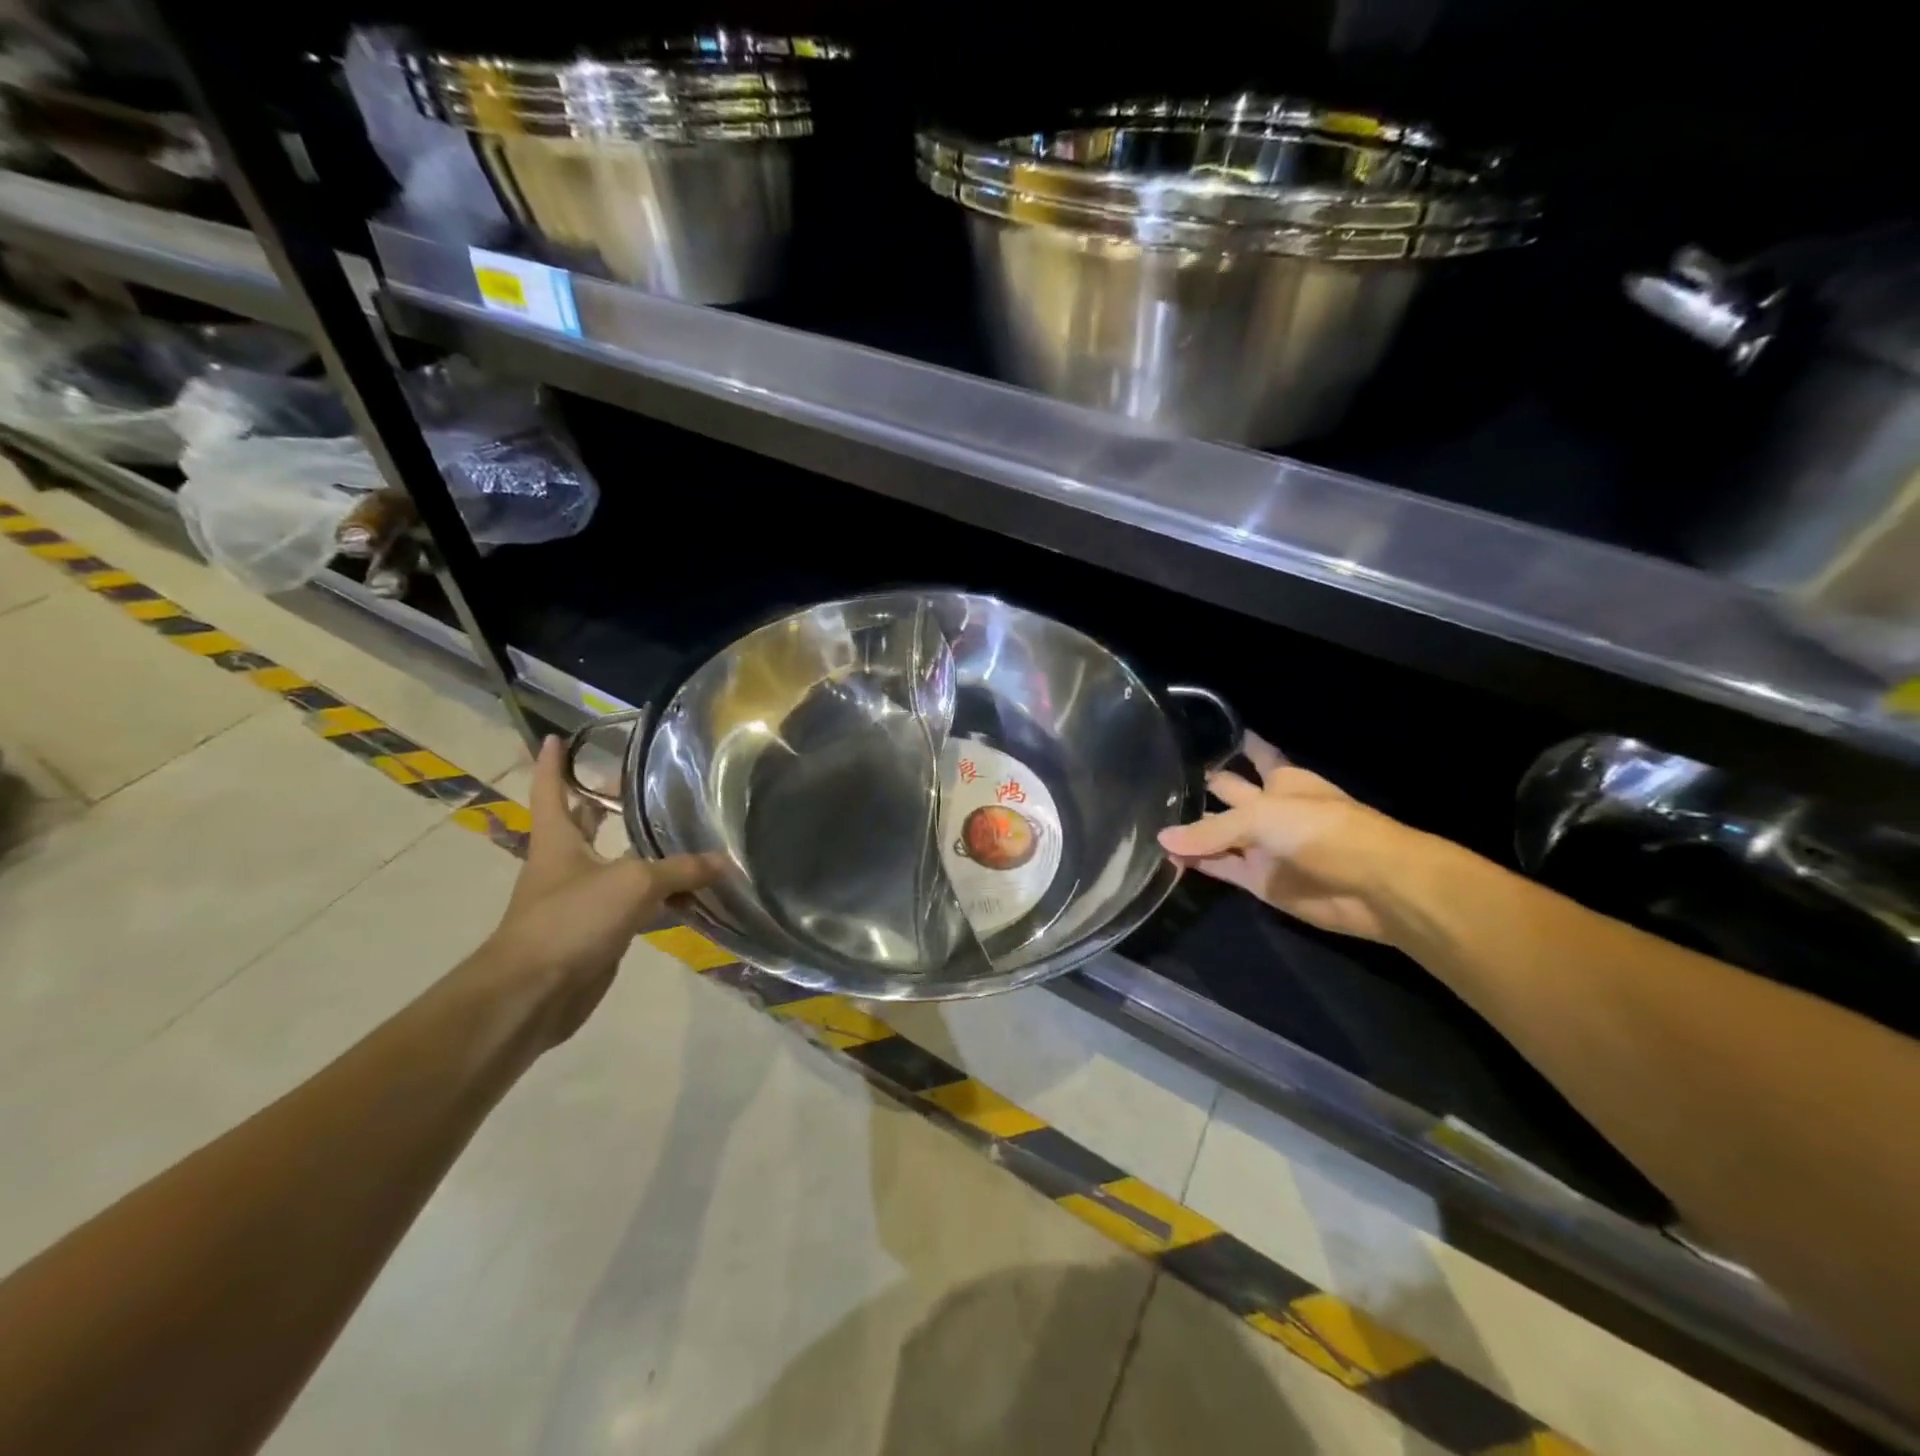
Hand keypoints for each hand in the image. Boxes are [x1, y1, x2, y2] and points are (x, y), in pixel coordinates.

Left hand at [479, 736, 719, 1048]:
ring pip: (614, 866)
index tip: (556, 736)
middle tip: (632, 783)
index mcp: (558, 841)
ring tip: (678, 831)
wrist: (534, 994)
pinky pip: (633, 904)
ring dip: (640, 852)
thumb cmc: (571, 921)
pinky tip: (688, 893)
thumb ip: (680, 869)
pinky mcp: (596, 933)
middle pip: (582, 826)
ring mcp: (579, 901)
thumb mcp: (632, 884)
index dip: (553, 764)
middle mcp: (565, 865)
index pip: (551, 791)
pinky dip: (658, 896)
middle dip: (600, 805)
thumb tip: (723, 861)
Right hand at [1157, 734, 1430, 944]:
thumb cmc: (1323, 830)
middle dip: (1200, 787)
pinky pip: (1221, 868)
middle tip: (1155, 780)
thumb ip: (1211, 831)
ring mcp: (1264, 846)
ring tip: (1148, 820)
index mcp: (1282, 780)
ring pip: (1219, 834)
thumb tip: (1162, 837)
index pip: (1253, 753)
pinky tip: (1167, 856)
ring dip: (1191, 831)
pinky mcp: (1260, 880)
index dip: (1232, 743)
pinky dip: (1197, 864)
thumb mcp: (1262, 817)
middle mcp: (1270, 809)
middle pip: (1229, 794)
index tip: (1199, 732)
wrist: (1370, 885)